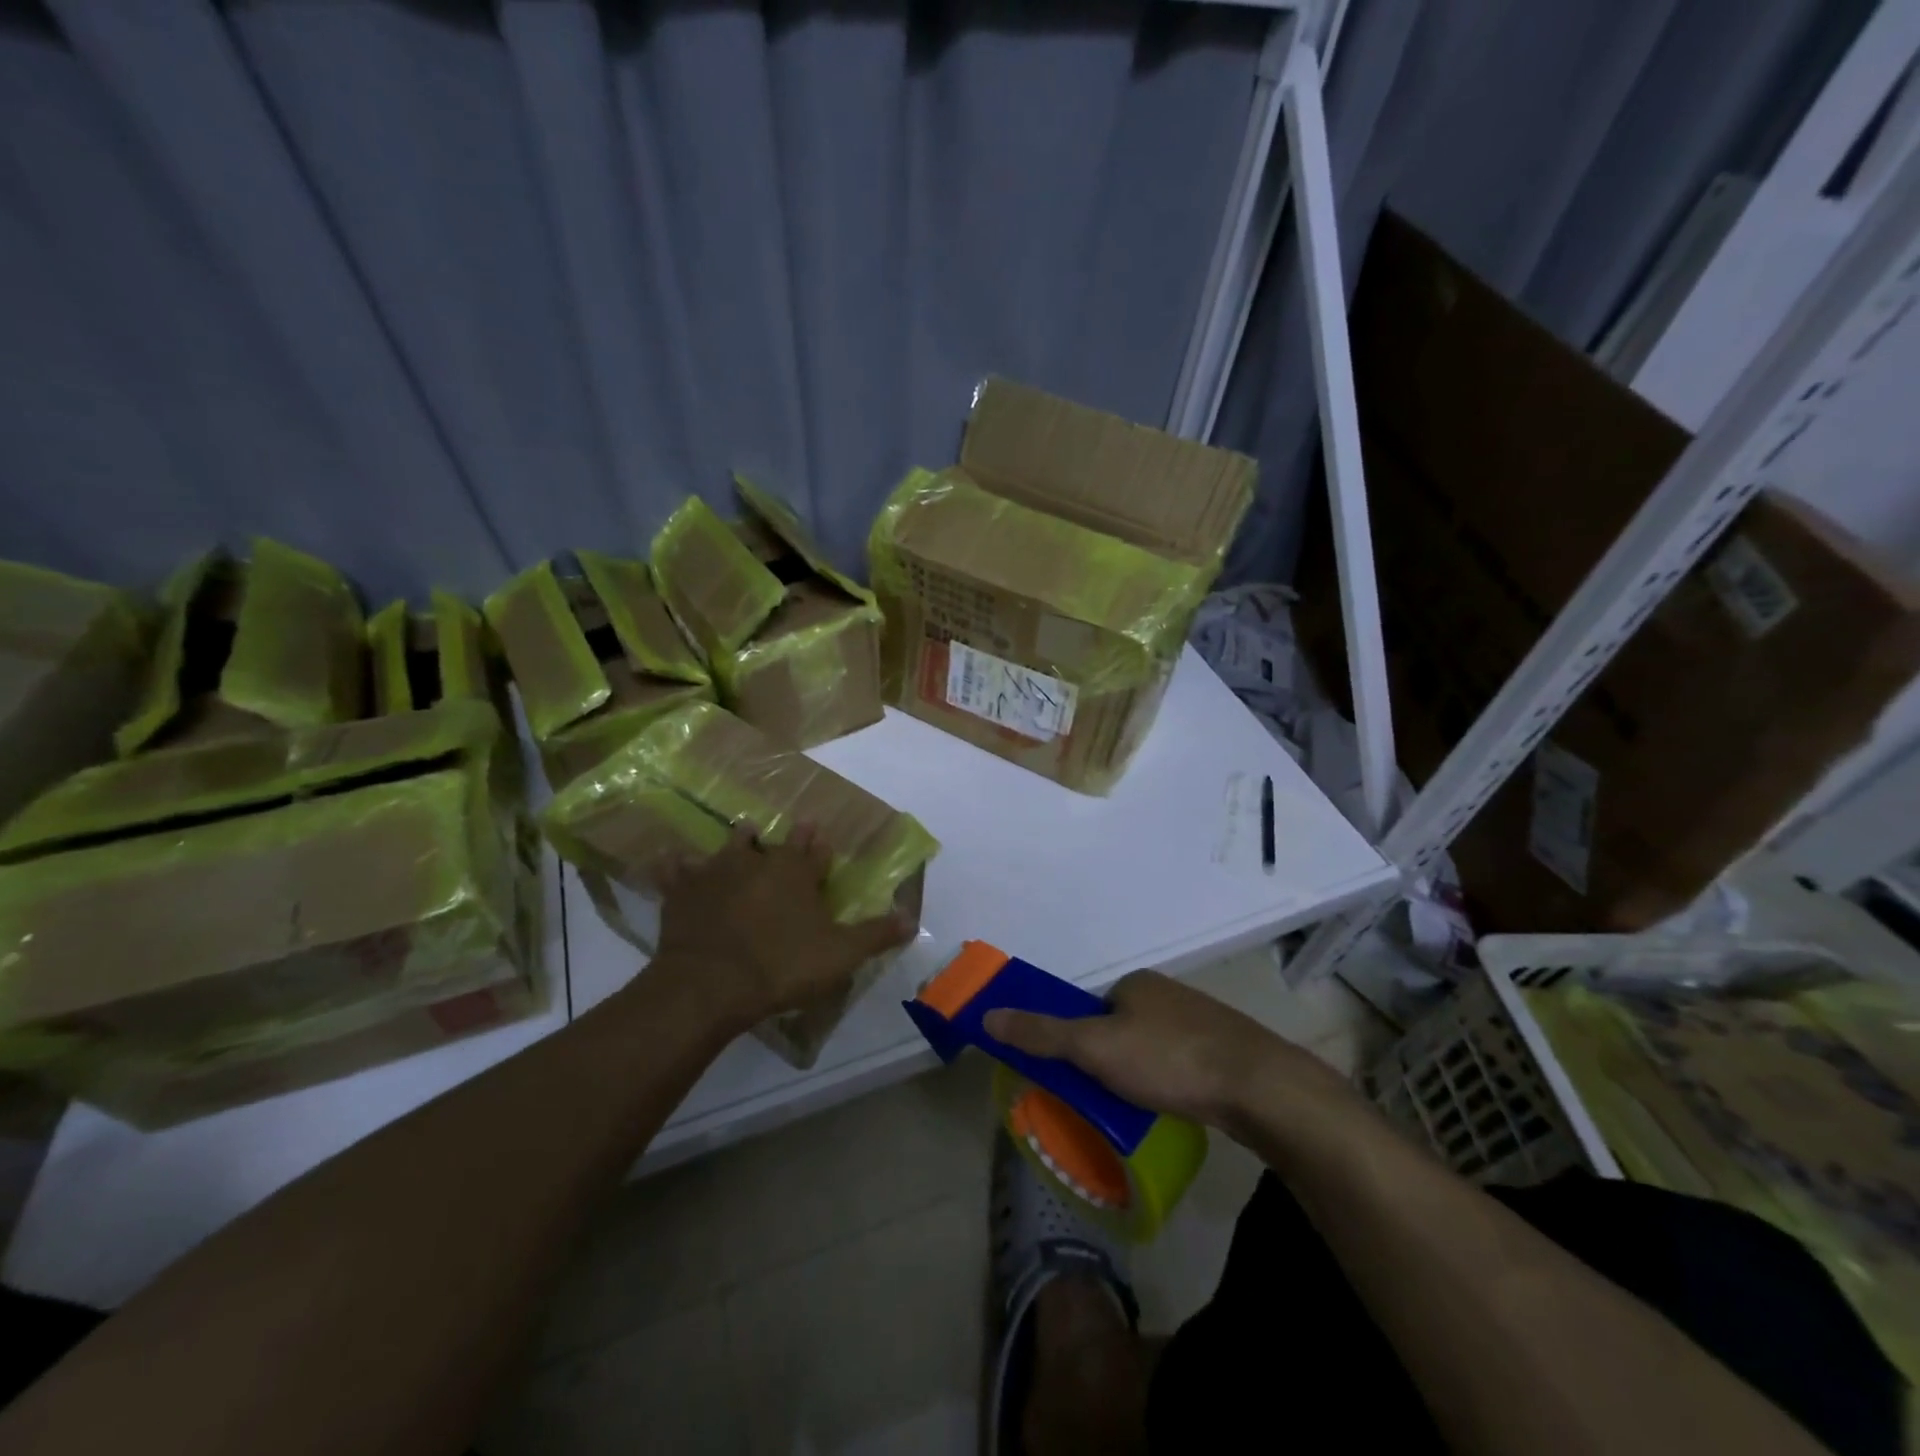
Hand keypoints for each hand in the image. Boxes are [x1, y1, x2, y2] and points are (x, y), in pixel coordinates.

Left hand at [652, 825, 916, 1027]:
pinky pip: (676, 870)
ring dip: (739, 840)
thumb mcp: (840, 954)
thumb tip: (912, 918)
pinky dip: (676, 865)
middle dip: (787, 838)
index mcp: (796, 873)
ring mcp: (716, 872)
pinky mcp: (683, 890)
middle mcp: (758, 862)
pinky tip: (671, 860)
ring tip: (745, 832)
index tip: (822, 838)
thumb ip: (876, 934)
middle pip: (775, 843)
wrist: (711, 982)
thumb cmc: (782, 965)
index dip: (820, 847)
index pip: (814, 851)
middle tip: (790, 829)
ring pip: (730, 846)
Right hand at [981, 970, 1351, 1129]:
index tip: (1079, 1077)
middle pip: (1122, 1027)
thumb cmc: (1169, 1059)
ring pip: (1155, 1048)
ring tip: (1142, 1110)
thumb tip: (989, 1016)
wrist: (1259, 1087)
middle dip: (1111, 1061)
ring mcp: (1203, 1020)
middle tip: (1107, 1100)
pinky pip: (1183, 1064)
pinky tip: (1176, 1106)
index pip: (1092, 1009)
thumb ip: (1042, 1034)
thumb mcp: (1095, 1048)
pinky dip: (1172, 1082)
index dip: (1080, 1042)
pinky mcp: (1228, 1049)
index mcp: (1136, 984)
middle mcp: (1168, 993)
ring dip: (1142, 1074)